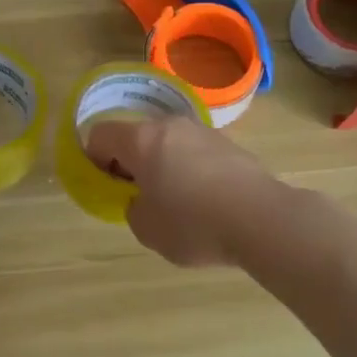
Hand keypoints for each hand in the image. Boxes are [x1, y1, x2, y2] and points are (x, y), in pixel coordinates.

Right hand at [83, 117, 281, 266]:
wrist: (262, 219)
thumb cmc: (193, 224)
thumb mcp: (146, 229)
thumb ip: (133, 209)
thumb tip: (143, 200)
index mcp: (142, 140)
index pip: (100, 134)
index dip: (94, 159)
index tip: (106, 187)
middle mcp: (171, 126)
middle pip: (136, 135)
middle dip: (130, 162)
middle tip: (139, 196)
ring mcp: (204, 132)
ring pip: (168, 143)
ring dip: (162, 165)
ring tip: (176, 202)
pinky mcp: (230, 145)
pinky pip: (196, 153)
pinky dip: (190, 170)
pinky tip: (205, 201)